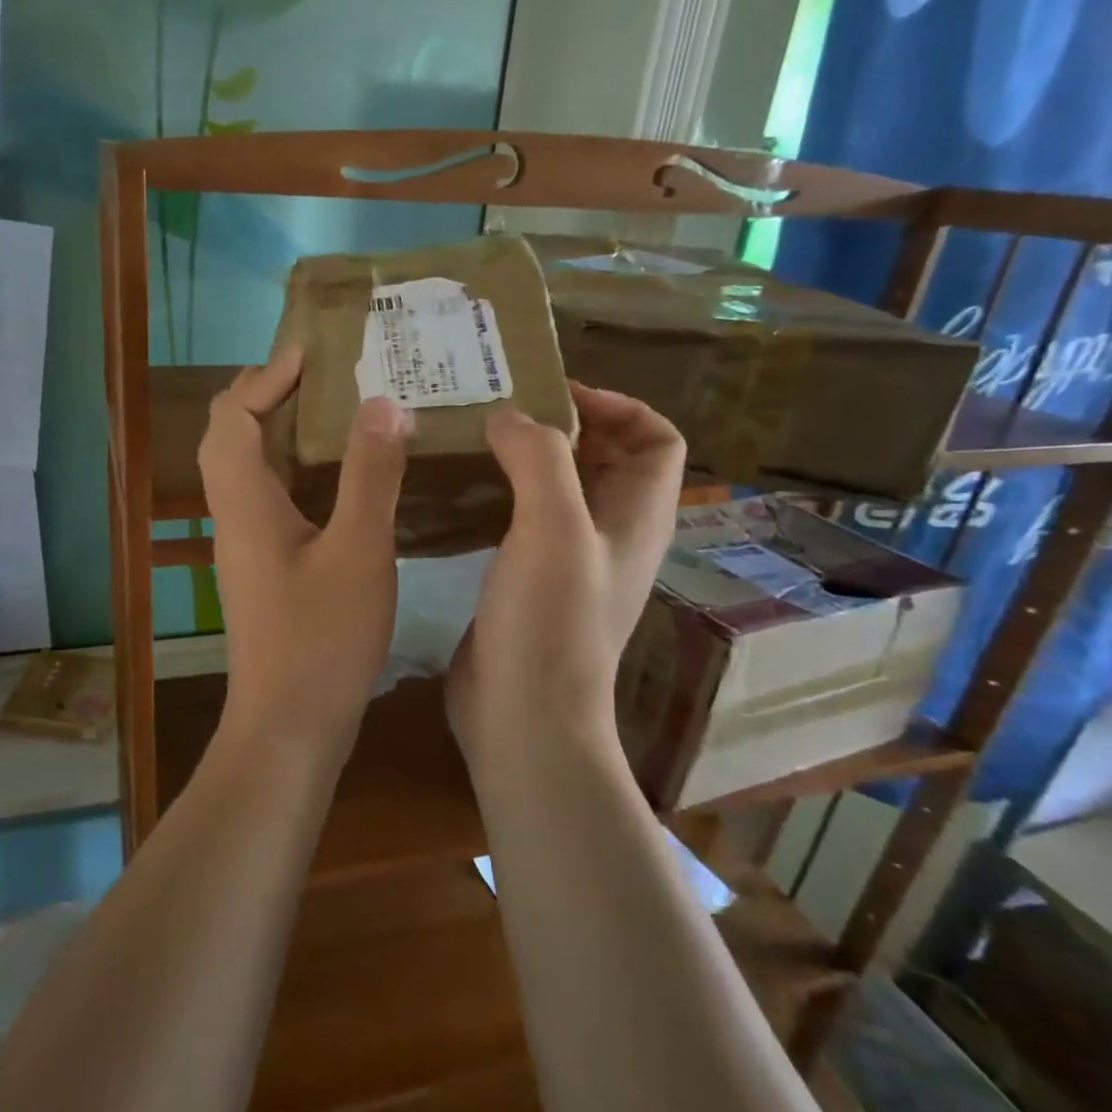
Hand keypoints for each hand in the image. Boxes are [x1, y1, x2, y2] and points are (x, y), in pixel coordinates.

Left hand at [199, 347, 412, 747]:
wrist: (289, 727)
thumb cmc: (321, 640)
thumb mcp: (359, 551)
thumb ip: (371, 474)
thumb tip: (382, 403)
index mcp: (245, 500)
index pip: (234, 414)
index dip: (267, 375)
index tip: (316, 351)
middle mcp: (234, 513)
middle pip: (234, 434)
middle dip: (274, 394)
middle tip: (332, 376)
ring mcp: (246, 542)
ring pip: (252, 466)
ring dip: (288, 431)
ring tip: (346, 412)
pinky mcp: (264, 566)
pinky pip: (272, 497)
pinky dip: (300, 470)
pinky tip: (348, 477)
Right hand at [446, 383, 684, 763]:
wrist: (522, 715)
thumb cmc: (549, 622)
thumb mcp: (553, 527)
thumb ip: (538, 458)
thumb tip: (508, 416)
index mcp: (635, 517)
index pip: (655, 439)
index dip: (616, 406)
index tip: (553, 395)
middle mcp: (608, 534)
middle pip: (602, 459)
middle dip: (559, 425)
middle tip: (497, 405)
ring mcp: (566, 561)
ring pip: (556, 489)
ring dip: (523, 458)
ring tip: (471, 437)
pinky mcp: (526, 581)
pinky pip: (520, 521)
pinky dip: (498, 494)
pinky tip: (457, 490)